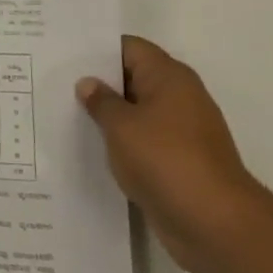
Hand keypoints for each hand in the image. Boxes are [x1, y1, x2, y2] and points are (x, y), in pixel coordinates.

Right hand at [76, 37, 269, 272]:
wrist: (216, 224)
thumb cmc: (166, 161)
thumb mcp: (122, 126)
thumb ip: (101, 101)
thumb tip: (88, 83)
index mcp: (169, 77)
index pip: (129, 48)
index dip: (97, 49)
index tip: (65, 56)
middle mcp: (179, 97)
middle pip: (133, 78)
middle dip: (99, 83)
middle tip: (56, 84)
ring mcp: (181, 131)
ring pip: (137, 112)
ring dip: (109, 116)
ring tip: (67, 116)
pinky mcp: (179, 162)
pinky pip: (143, 141)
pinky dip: (121, 142)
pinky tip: (92, 149)